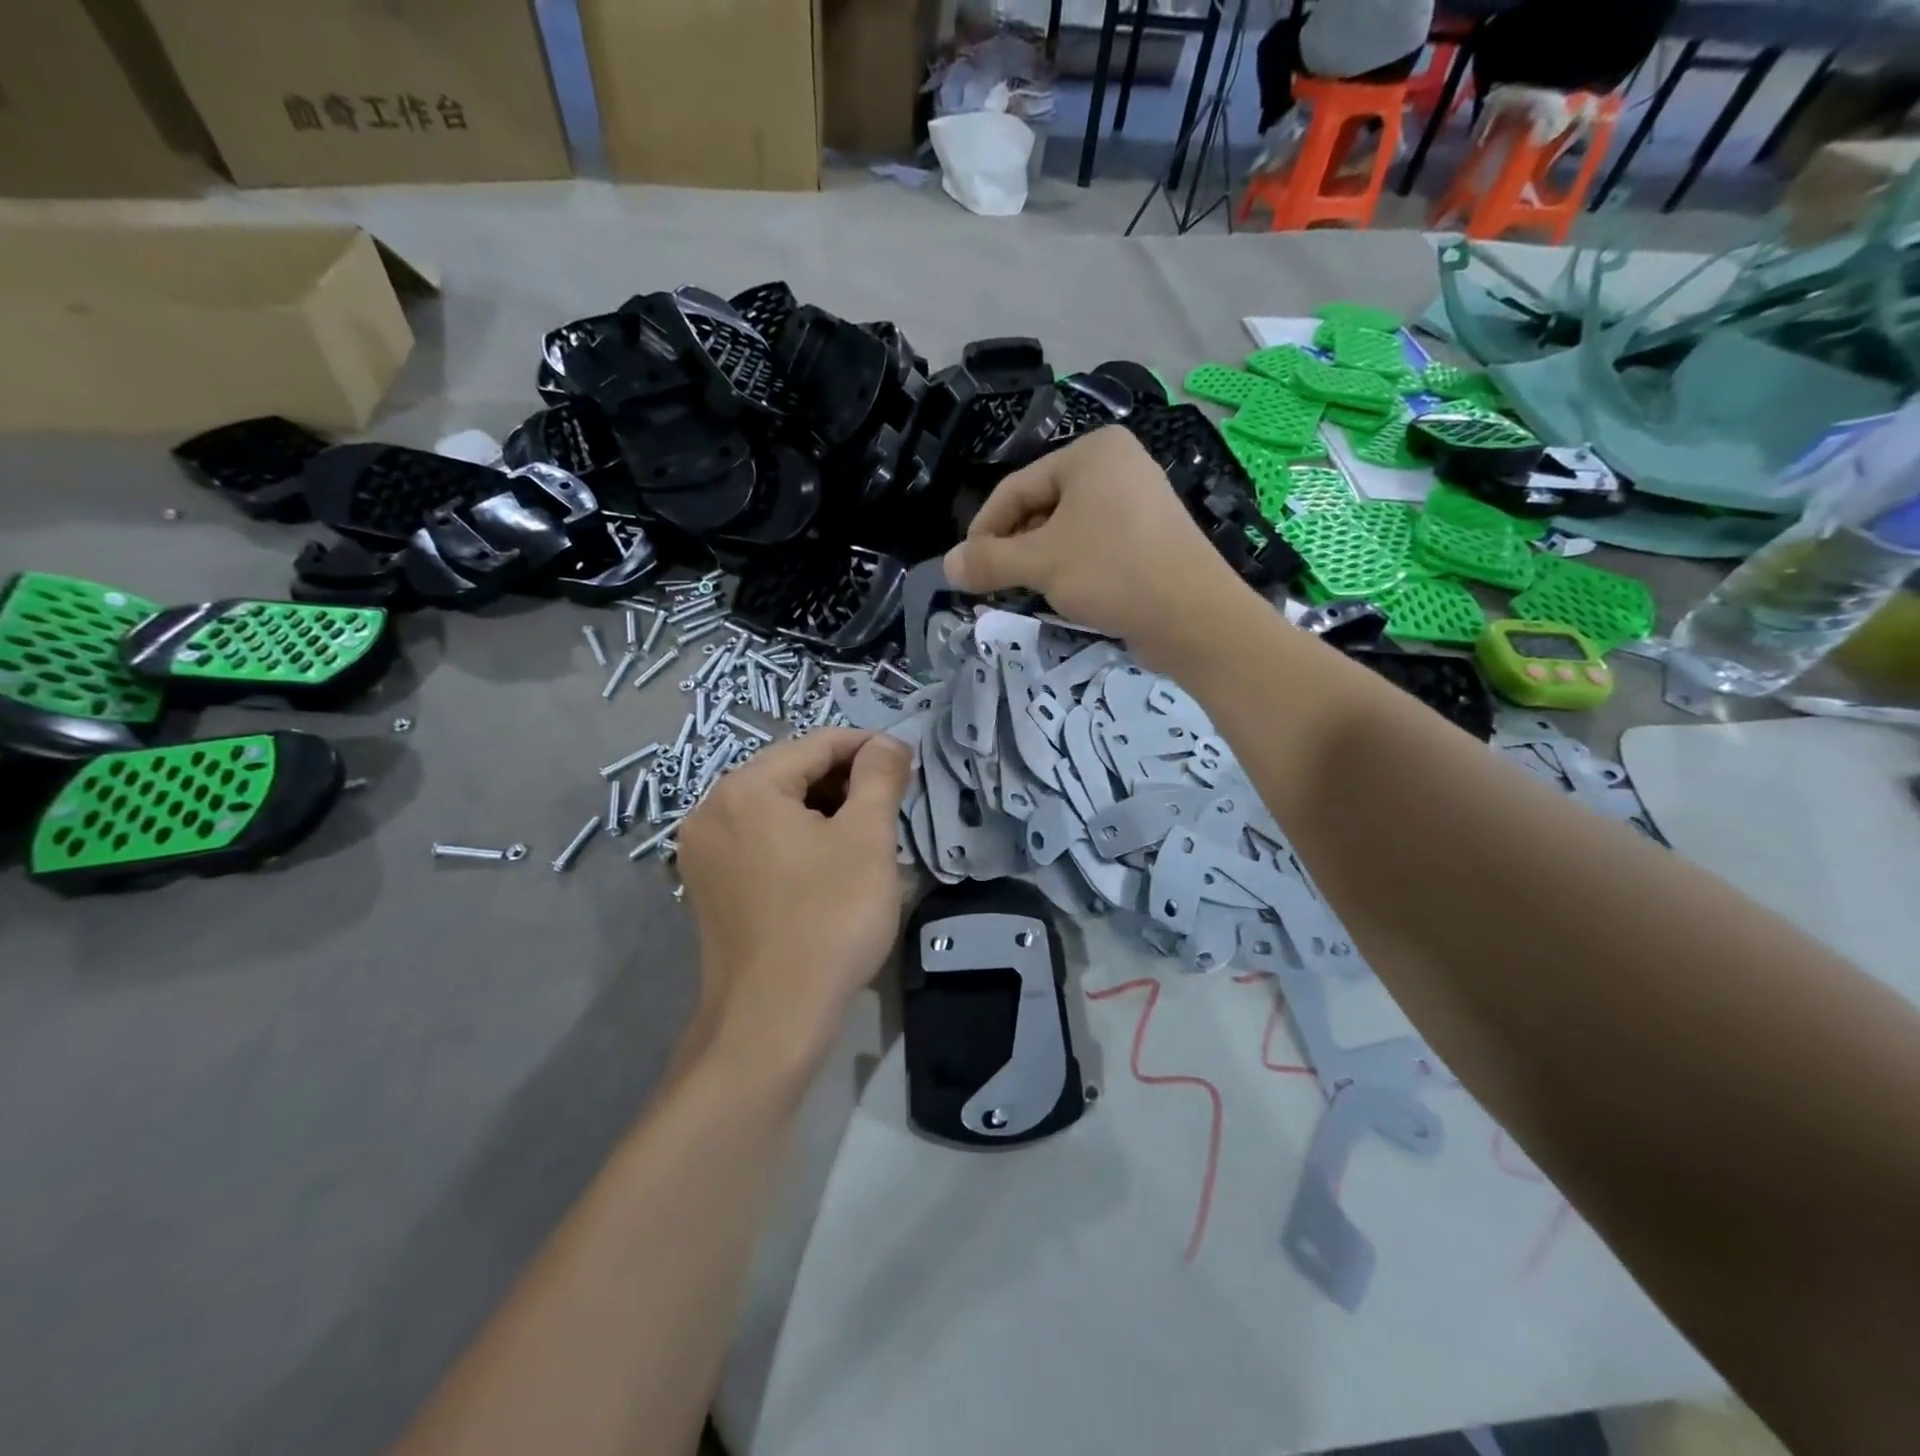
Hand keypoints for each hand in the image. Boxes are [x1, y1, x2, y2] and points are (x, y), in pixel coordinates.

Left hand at [675, 728, 913, 1073]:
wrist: (772, 1020)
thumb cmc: (829, 919)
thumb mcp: (867, 839)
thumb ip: (880, 777)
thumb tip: (887, 743)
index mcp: (746, 788)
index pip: (817, 744)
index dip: (867, 748)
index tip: (906, 765)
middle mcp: (711, 809)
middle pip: (791, 773)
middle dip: (845, 782)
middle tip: (890, 807)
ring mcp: (703, 852)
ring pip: (775, 808)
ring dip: (824, 811)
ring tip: (866, 836)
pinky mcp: (707, 886)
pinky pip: (760, 841)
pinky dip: (797, 839)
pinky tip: (829, 865)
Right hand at [941, 426, 1246, 665]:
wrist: (1195, 618)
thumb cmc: (1114, 573)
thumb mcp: (1041, 564)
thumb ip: (988, 561)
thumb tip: (946, 566)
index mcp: (1092, 452)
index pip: (1016, 487)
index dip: (984, 529)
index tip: (966, 569)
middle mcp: (1117, 465)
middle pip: (1041, 507)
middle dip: (1014, 548)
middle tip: (994, 586)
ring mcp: (1138, 501)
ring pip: (1066, 530)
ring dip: (1039, 562)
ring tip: (1026, 594)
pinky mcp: (1150, 536)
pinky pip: (1094, 545)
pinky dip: (1071, 568)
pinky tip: (1063, 595)